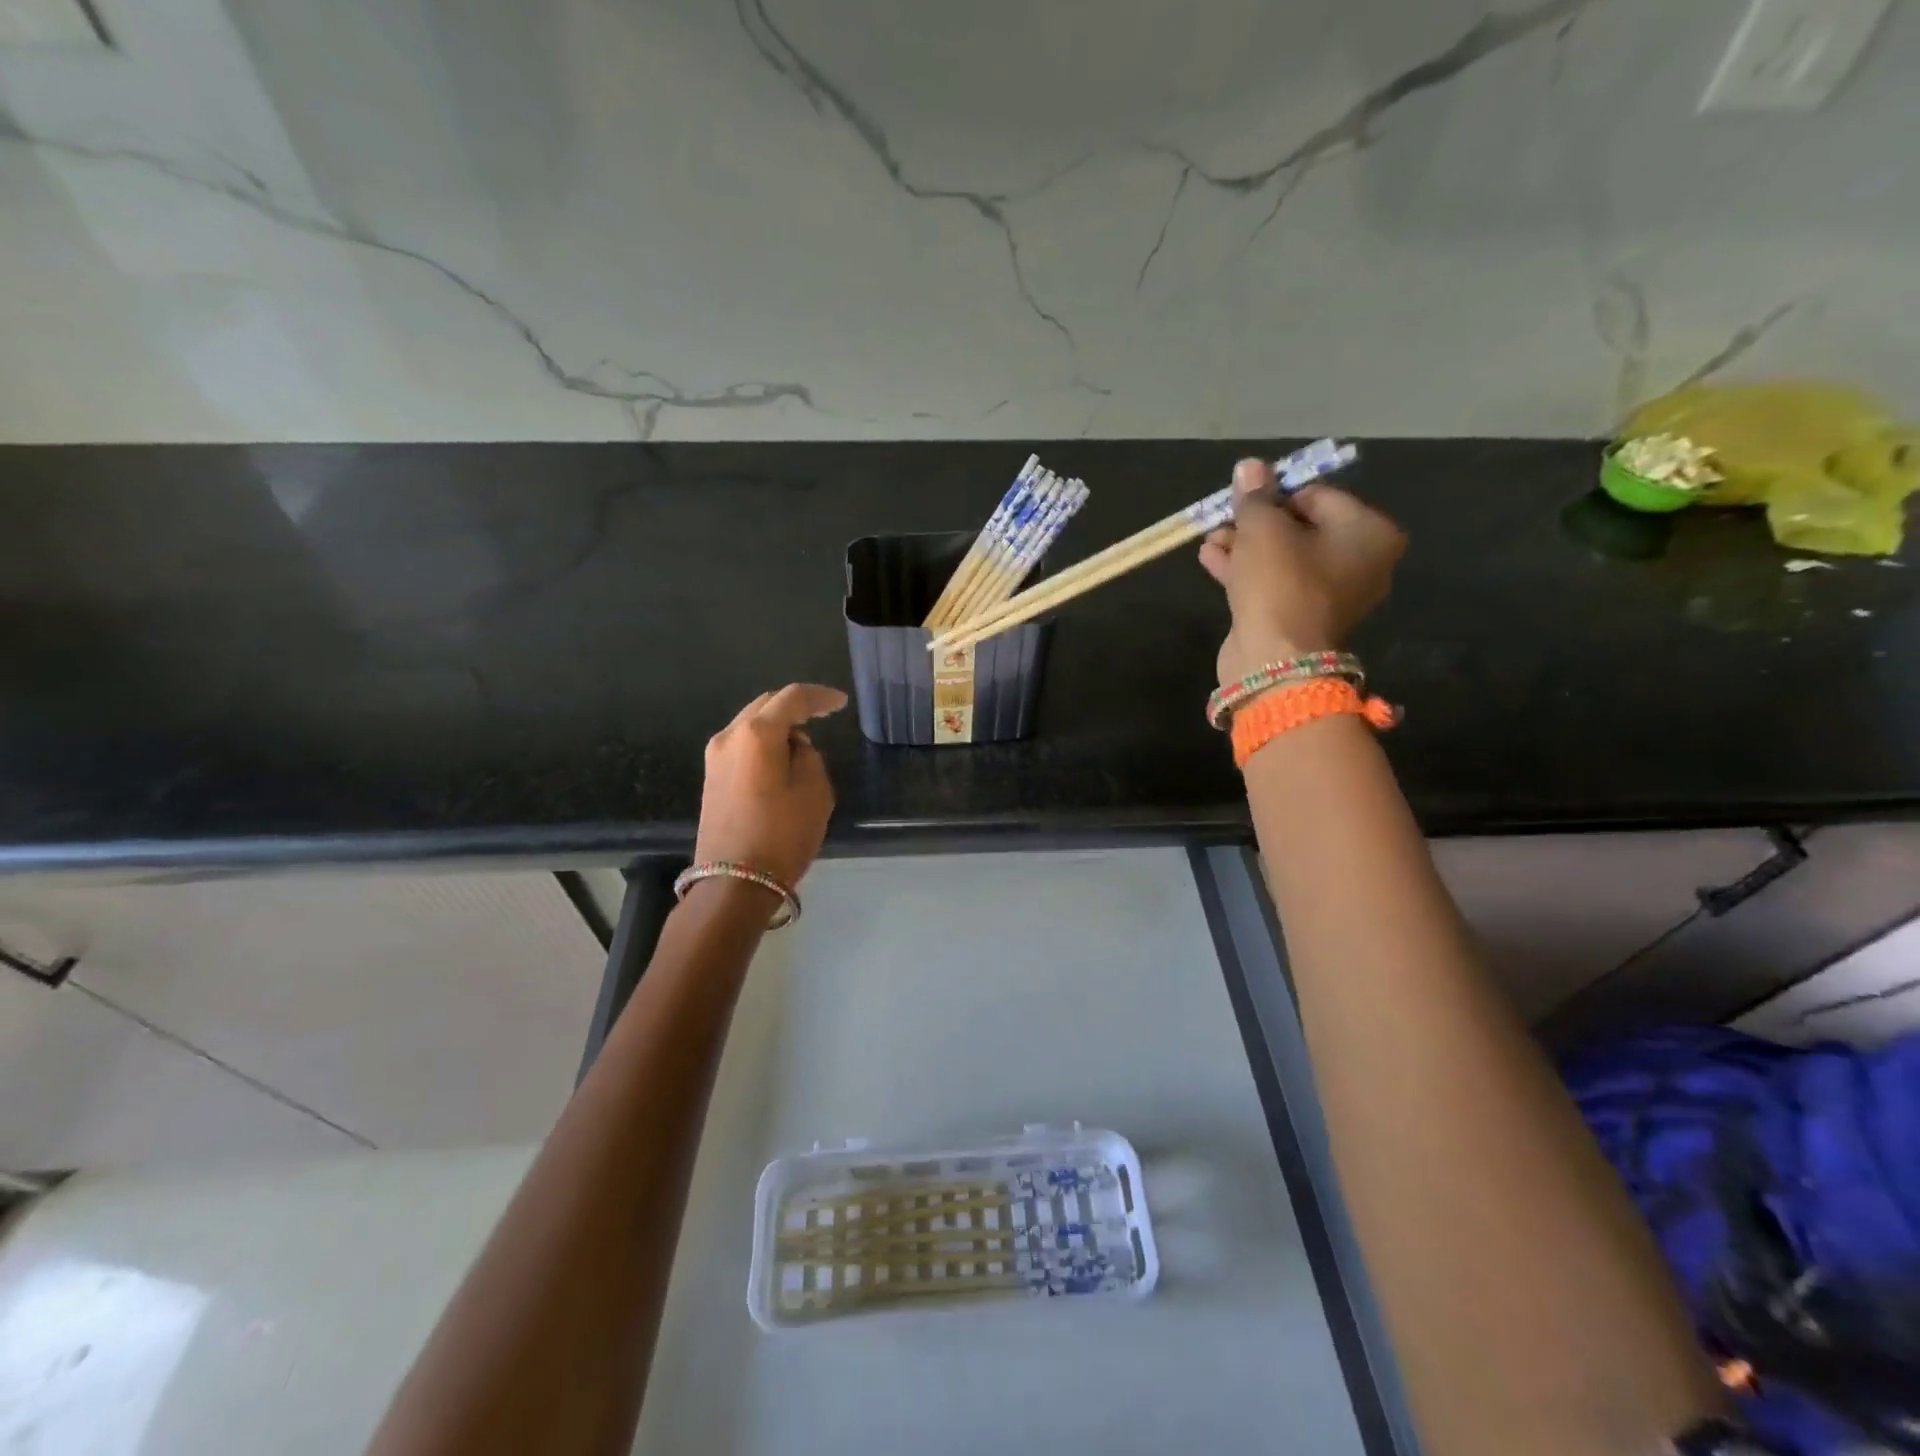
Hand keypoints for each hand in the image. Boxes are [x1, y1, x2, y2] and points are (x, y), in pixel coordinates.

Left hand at [694, 684, 846, 888]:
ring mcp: (715, 757)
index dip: (820, 697)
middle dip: (795, 706)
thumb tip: (794, 747)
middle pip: (766, 705)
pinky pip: (742, 744)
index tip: (841, 703)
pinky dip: (764, 742)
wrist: (734, 883)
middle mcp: (729, 736)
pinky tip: (781, 757)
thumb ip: (808, 756)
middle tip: (823, 714)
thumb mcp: (814, 791)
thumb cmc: (782, 835)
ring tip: (803, 740)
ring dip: (778, 725)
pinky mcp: (711, 777)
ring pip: (751, 724)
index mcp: (756, 733)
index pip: (792, 698)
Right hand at [1198, 458, 1405, 684]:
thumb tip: (1249, 466)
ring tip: (1210, 537)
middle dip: (1257, 522)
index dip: (1276, 493)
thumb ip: (1255, 496)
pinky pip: (1273, 584)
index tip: (1244, 497)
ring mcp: (1330, 595)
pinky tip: (1211, 558)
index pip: (1318, 495)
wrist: (1274, 659)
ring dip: (1245, 546)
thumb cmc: (1280, 582)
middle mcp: (1359, 562)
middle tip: (1224, 517)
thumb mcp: (1263, 528)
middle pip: (1301, 528)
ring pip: (1282, 558)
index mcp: (1368, 533)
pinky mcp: (1300, 619)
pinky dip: (1245, 571)